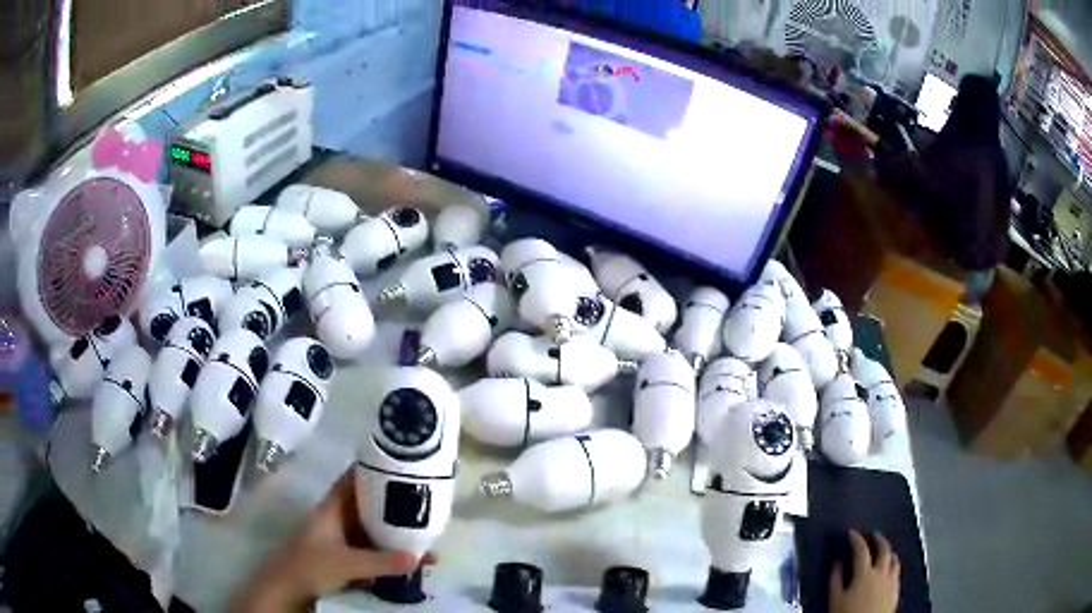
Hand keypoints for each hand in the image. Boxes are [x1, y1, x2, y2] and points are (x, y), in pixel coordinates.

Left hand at [231, 470, 436, 611]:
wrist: (285, 590)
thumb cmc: (309, 566)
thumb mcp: (346, 563)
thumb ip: (380, 561)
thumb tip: (418, 557)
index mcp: (332, 509)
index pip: (353, 481)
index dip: (374, 471)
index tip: (402, 468)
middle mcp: (337, 520)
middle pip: (369, 509)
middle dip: (395, 511)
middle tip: (426, 512)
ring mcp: (340, 540)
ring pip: (372, 533)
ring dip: (395, 539)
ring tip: (426, 546)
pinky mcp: (343, 559)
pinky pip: (371, 553)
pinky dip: (388, 557)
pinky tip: (407, 566)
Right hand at [829, 530, 899, 612]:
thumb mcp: (836, 599)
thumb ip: (835, 580)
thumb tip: (836, 565)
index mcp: (865, 573)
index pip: (861, 549)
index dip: (857, 539)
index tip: (852, 533)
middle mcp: (881, 572)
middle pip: (884, 549)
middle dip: (878, 539)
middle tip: (873, 535)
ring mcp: (891, 580)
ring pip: (894, 560)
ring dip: (889, 553)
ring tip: (885, 551)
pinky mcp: (896, 590)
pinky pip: (898, 573)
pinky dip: (894, 567)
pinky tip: (890, 570)